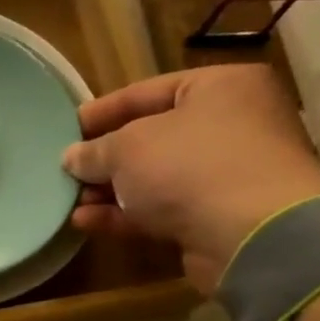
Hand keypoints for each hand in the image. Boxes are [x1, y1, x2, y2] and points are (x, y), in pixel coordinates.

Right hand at [62, 64, 319, 293]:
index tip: (67, 128)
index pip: (147, 91)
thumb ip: (94, 150)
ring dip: (109, 191)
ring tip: (71, 201)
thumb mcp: (127, 147)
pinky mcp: (216, 216)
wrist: (252, 233)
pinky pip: (161, 210)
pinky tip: (85, 222)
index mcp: (220, 87)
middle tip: (67, 170)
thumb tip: (72, 157)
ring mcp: (226, 174)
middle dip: (105, 158)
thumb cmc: (190, 165)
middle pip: (151, 137)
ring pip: (154, 178)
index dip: (103, 110)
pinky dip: (124, 215)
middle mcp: (231, 124)